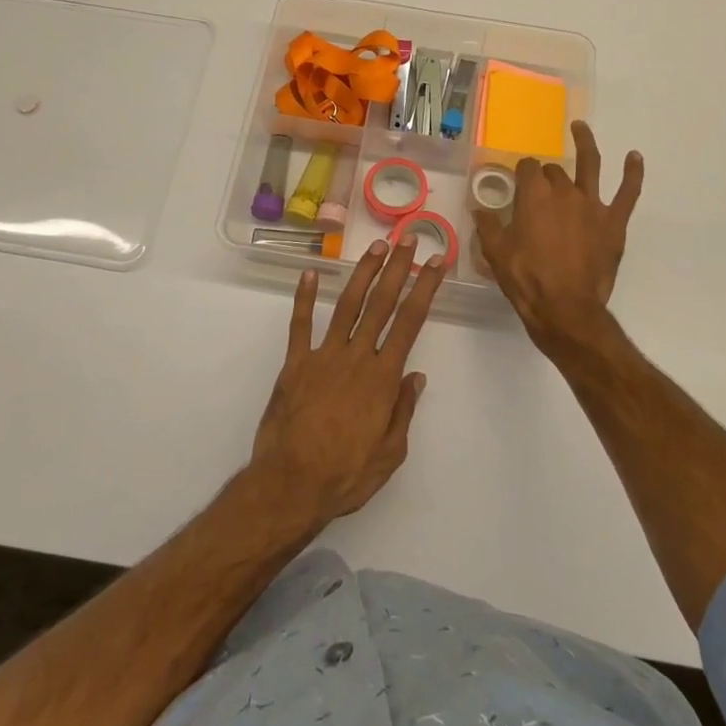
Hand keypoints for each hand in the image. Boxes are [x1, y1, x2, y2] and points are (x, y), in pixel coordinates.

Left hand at [250, 239, 441, 528]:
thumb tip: (416, 375)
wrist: (290, 486)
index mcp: (382, 378)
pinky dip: (304, 298)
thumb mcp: (389, 454)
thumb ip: (403, 411)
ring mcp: (323, 357)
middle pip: (381, 304)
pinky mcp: (295, 364)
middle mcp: (356, 358)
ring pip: (347, 305)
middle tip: (408, 240)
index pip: (410, 323)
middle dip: (398, 269)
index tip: (436, 264)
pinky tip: (310, 273)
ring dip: (363, 273)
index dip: (425, 289)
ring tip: (377, 247)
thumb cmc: (345, 475)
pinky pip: (300, 325)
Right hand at [473, 120, 642, 358]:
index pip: (527, 169)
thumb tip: (479, 209)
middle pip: (554, 171)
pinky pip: (627, 193)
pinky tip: (634, 157)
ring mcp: (592, 205)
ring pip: (590, 165)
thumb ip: (488, 226)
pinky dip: (633, 173)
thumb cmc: (526, 279)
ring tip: (580, 127)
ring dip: (585, 143)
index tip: (517, 182)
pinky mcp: (613, 223)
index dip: (522, 173)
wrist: (565, 309)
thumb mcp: (496, 253)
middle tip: (540, 190)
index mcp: (534, 195)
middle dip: (546, 175)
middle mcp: (564, 191)